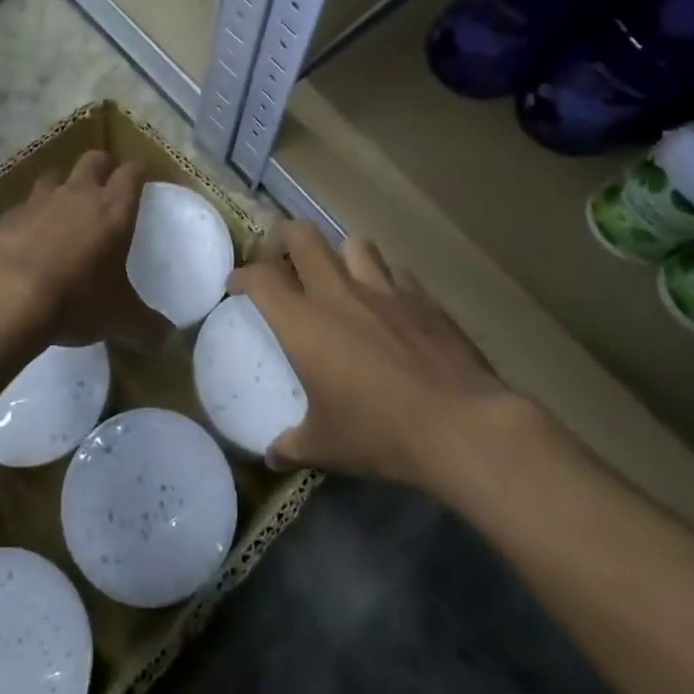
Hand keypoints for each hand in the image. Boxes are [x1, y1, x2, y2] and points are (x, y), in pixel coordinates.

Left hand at [0, 151, 166, 350]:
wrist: (4, 296)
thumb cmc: (74, 300)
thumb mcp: (118, 318)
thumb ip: (146, 326)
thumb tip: (169, 340)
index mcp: (113, 210)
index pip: (132, 173)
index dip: (139, 171)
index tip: (143, 175)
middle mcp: (78, 195)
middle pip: (94, 160)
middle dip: (104, 165)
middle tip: (108, 180)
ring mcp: (38, 201)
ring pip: (55, 176)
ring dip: (63, 185)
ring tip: (65, 205)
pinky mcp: (6, 216)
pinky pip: (24, 206)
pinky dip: (30, 215)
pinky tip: (28, 237)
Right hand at [230, 221, 511, 488]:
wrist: (458, 425)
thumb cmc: (379, 432)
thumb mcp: (326, 447)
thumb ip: (292, 446)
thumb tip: (272, 457)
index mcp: (303, 322)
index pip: (260, 278)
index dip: (242, 275)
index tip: (236, 284)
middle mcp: (338, 293)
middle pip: (302, 236)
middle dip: (285, 239)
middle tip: (283, 260)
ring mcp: (385, 290)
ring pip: (354, 244)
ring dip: (341, 254)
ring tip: (341, 277)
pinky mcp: (423, 299)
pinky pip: (398, 273)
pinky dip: (388, 282)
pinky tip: (392, 306)